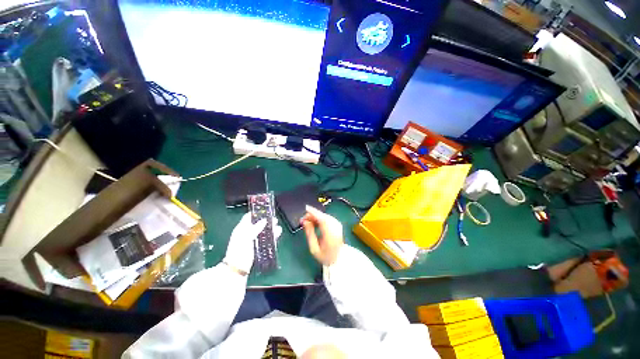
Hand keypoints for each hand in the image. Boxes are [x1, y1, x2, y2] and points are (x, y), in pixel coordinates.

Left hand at [223, 213, 281, 274]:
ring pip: (264, 231)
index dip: (257, 212)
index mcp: (242, 228)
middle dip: (267, 220)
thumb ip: (255, 228)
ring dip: (271, 228)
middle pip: (259, 223)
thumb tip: (264, 220)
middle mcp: (248, 232)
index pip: (249, 217)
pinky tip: (278, 233)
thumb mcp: (245, 238)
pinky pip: (267, 238)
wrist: (237, 269)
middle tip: (275, 219)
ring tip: (277, 226)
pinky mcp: (259, 246)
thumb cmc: (239, 251)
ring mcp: (254, 239)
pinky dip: (273, 235)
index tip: (266, 210)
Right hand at [301, 205, 343, 265]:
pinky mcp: (337, 224)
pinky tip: (315, 222)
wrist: (339, 258)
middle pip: (323, 216)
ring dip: (316, 216)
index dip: (314, 212)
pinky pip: (328, 218)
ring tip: (308, 221)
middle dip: (313, 215)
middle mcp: (335, 227)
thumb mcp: (314, 248)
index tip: (306, 208)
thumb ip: (309, 233)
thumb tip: (305, 222)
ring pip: (325, 216)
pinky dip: (321, 218)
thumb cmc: (325, 255)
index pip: (322, 219)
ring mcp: (337, 225)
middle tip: (303, 219)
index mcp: (330, 234)